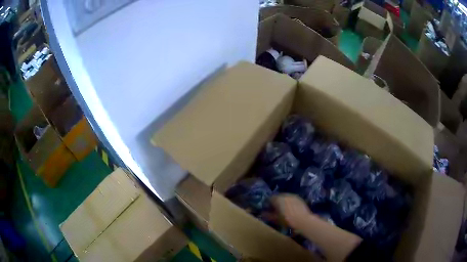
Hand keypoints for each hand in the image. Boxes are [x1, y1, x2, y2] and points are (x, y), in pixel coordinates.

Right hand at [270, 194, 310, 229]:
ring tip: (283, 209)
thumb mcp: (276, 219)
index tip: (267, 209)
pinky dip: (289, 202)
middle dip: (276, 202)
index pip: (270, 198)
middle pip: (278, 197)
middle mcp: (285, 195)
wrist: (303, 220)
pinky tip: (290, 209)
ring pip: (285, 197)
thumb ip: (268, 215)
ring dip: (283, 202)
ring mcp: (293, 196)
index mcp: (278, 199)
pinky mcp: (299, 198)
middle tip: (275, 209)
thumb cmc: (287, 220)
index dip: (268, 204)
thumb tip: (263, 213)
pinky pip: (291, 199)